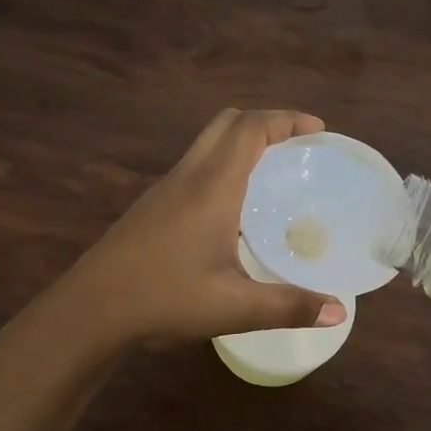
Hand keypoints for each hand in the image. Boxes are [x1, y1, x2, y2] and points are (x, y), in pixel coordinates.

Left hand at [64, 109, 346, 347]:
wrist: (91, 308)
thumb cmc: (164, 298)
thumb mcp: (233, 308)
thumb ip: (288, 306)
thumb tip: (338, 312)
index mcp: (212, 186)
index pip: (251, 128)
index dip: (286, 119)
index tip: (318, 130)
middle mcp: (188, 176)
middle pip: (228, 123)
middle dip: (266, 123)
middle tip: (298, 148)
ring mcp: (165, 189)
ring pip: (208, 144)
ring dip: (242, 144)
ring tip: (274, 176)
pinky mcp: (152, 206)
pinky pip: (195, 167)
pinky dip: (223, 166)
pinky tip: (234, 210)